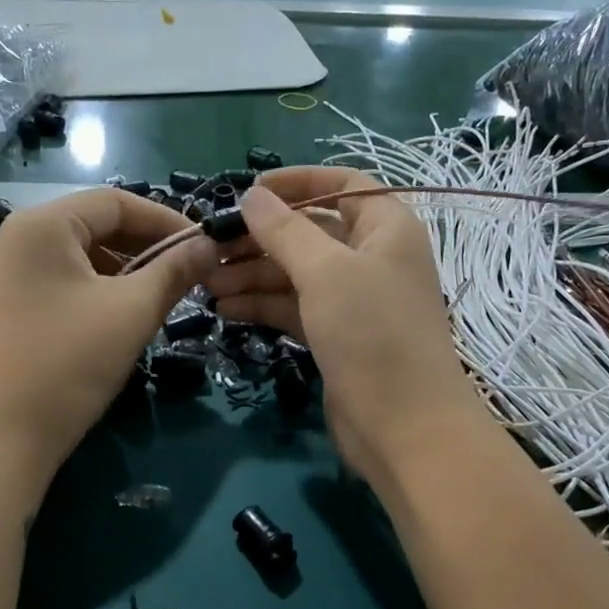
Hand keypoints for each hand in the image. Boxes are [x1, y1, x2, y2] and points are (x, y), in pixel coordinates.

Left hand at [0, 189, 210, 479]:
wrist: (8, 434)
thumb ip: (175, 270)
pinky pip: (71, 279)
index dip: (166, 220)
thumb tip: (210, 244)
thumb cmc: (71, 362)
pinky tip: (131, 312)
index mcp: (43, 224)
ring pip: (87, 255)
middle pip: (99, 224)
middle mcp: (22, 237)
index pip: (115, 201)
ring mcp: (16, 271)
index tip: (205, 246)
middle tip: (191, 272)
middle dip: (149, 246)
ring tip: (167, 294)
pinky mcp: (18, 302)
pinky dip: (106, 288)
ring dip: (131, 269)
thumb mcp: (132, 311)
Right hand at [203, 169, 489, 485]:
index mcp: (386, 228)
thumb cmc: (372, 334)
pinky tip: (226, 308)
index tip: (250, 191)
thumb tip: (253, 195)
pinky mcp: (337, 337)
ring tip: (206, 282)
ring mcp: (355, 301)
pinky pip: (295, 308)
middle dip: (261, 238)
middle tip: (210, 247)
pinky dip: (263, 304)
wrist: (403, 427)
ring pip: (297, 274)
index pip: (343, 185)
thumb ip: (285, 231)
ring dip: (253, 274)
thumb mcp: (326, 272)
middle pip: (311, 232)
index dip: (298, 182)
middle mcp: (372, 258)